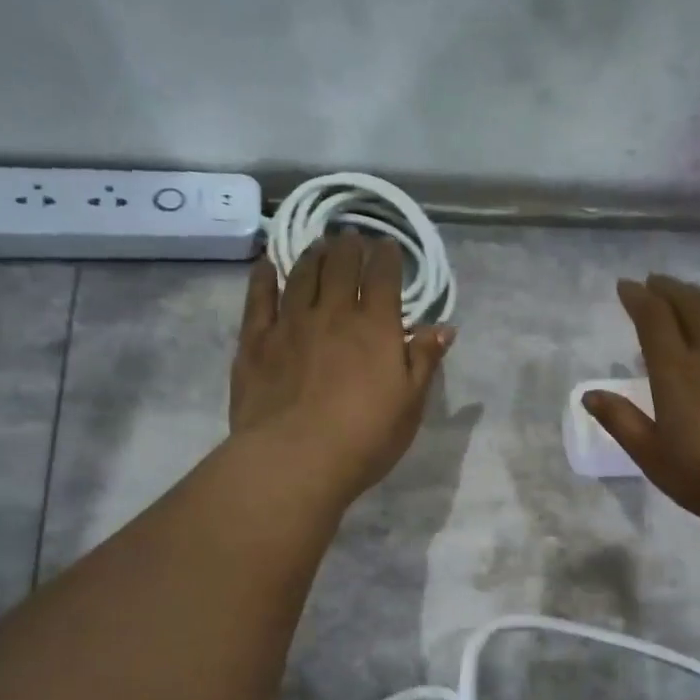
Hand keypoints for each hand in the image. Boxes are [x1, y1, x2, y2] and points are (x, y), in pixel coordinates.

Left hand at [230, 231, 453, 503]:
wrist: (295, 460)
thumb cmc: (364, 438)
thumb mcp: (410, 405)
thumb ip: (425, 361)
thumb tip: (444, 326)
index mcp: (376, 328)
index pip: (384, 277)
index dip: (387, 257)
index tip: (388, 247)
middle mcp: (333, 314)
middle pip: (341, 266)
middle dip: (350, 247)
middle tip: (352, 239)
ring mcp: (290, 324)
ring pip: (302, 274)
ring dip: (313, 255)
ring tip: (319, 246)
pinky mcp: (255, 341)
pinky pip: (259, 297)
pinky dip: (264, 276)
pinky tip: (267, 265)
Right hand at [584, 276, 699, 532]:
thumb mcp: (654, 458)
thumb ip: (621, 422)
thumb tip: (589, 394)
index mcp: (676, 373)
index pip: (653, 321)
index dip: (638, 299)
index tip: (626, 287)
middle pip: (689, 306)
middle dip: (668, 289)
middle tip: (655, 283)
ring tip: (689, 293)